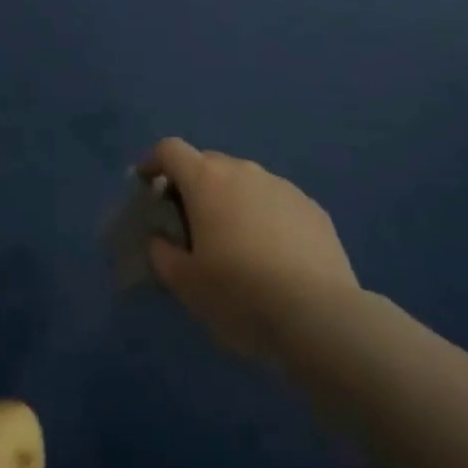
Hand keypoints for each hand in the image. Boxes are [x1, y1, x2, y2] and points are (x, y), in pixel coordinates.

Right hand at [143, 138, 359, 366]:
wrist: (321, 318)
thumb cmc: (240, 295)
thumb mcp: (186, 284)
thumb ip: (162, 254)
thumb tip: (161, 239)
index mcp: (206, 180)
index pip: (169, 150)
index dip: (153, 162)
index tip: (146, 185)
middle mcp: (243, 171)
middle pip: (208, 163)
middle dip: (193, 185)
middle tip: (190, 223)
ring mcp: (282, 187)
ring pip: (245, 182)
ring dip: (232, 201)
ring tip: (235, 242)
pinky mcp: (313, 209)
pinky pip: (277, 203)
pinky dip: (265, 217)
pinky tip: (273, 256)